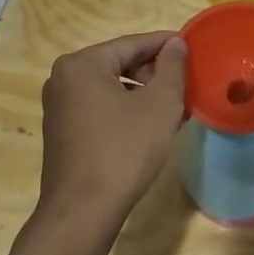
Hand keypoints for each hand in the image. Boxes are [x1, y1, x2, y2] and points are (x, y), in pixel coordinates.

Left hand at [37, 31, 187, 228]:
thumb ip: (172, 68)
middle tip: (186, 87)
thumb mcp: (160, 105)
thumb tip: (176, 43)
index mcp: (82, 64)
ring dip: (144, 95)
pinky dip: (126, 111)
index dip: (167, 45)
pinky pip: (100, 108)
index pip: (133, 43)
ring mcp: (59, 106)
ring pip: (111, 87)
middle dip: (155, 74)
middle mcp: (63, 78)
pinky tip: (150, 128)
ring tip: (175, 111)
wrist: (83, 210)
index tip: (194, 49)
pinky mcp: (62, 131)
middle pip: (120, 64)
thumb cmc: (124, 150)